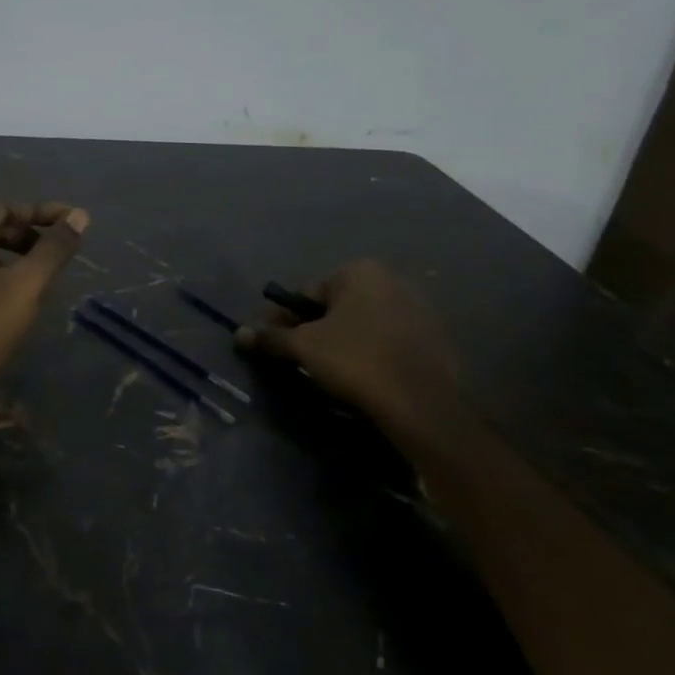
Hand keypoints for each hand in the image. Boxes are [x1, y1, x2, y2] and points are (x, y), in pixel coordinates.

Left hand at [0, 198, 90, 413]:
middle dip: (30, 233)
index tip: (75, 222)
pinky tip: (21, 292)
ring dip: (17, 253)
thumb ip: (54, 248)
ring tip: (48, 269)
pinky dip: (1, 272)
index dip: (42, 212)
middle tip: (63, 247)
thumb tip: (80, 216)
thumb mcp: (26, 284)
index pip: (4, 207)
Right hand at [236, 261, 456, 436]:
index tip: (273, 342)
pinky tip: (363, 376)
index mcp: (359, 271)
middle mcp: (392, 279)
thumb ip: (271, 338)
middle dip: (314, 328)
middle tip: (298, 357)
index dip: (283, 319)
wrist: (423, 403)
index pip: (306, 293)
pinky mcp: (435, 338)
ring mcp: (419, 308)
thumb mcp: (304, 347)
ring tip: (328, 370)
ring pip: (363, 323)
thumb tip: (239, 334)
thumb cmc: (356, 360)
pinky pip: (389, 340)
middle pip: (336, 306)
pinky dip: (371, 352)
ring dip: (343, 340)